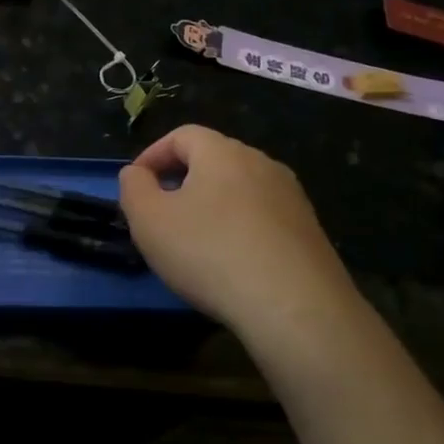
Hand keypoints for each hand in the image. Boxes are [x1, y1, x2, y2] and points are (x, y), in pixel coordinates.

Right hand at [118, 125, 380, 367]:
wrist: (295, 307)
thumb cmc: (209, 253)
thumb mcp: (149, 220)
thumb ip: (133, 187)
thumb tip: (137, 174)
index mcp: (223, 153)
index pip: (182, 135)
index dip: (152, 154)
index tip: (135, 184)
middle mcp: (262, 164)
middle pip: (214, 159)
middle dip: (182, 178)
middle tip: (160, 212)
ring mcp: (292, 198)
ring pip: (240, 189)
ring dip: (212, 205)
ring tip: (193, 239)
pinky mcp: (310, 231)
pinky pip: (263, 217)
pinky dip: (239, 228)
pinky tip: (230, 262)